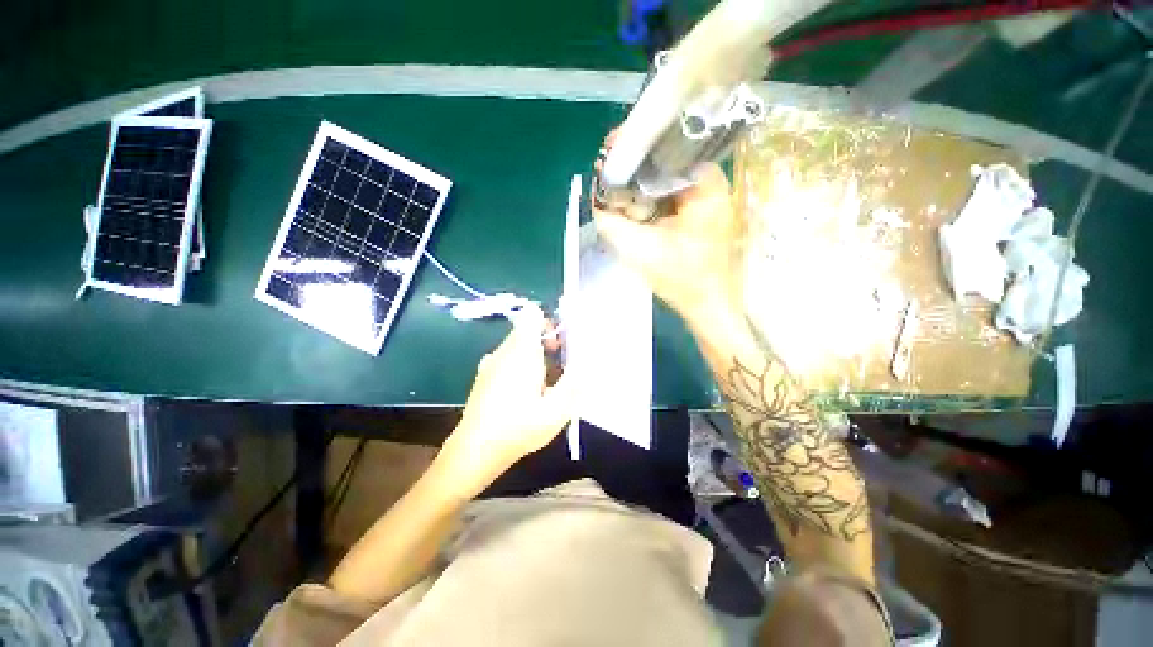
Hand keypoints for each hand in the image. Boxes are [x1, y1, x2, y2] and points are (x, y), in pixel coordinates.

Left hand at [445, 305, 570, 485]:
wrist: (475, 450)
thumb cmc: (518, 428)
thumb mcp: (556, 411)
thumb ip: (574, 384)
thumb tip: (587, 366)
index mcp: (521, 352)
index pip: (532, 315)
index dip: (549, 323)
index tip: (560, 345)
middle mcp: (504, 351)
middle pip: (526, 331)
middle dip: (546, 343)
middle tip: (559, 369)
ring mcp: (490, 363)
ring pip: (517, 346)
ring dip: (534, 357)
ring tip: (544, 385)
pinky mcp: (484, 375)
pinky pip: (507, 359)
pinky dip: (520, 367)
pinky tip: (524, 394)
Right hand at [593, 137, 744, 327]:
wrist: (708, 304)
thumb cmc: (683, 280)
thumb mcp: (641, 251)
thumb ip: (612, 224)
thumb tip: (594, 200)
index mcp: (704, 186)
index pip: (667, 146)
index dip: (636, 144)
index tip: (611, 148)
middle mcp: (709, 183)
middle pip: (666, 157)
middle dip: (634, 163)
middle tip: (607, 169)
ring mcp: (705, 196)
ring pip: (665, 175)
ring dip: (639, 181)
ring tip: (613, 184)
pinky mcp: (698, 210)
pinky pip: (668, 192)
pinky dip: (648, 196)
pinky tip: (630, 203)